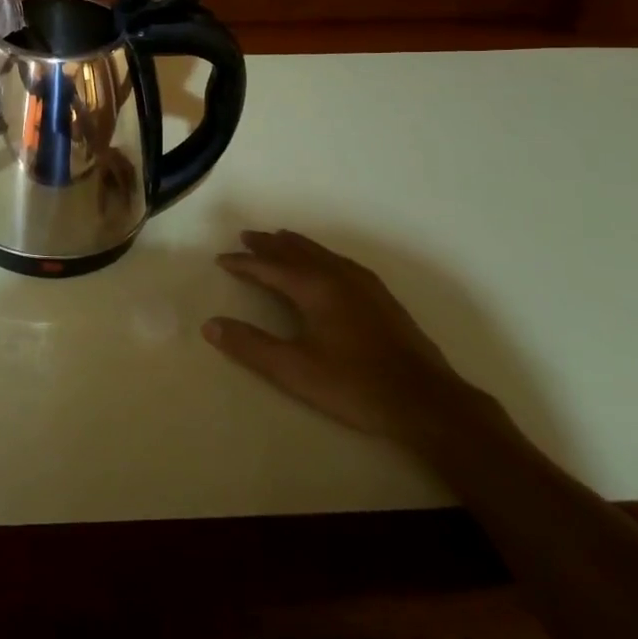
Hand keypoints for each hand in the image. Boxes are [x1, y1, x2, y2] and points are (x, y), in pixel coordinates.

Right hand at [204, 230, 469, 444]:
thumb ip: (251, 346)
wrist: (427, 402)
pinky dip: (321, 255)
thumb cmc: (355, 385)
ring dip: (296, 245)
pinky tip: (327, 264)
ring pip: (321, 254)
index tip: (221, 259)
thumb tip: (210, 325)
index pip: (269, 268)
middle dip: (269, 245)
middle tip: (247, 236)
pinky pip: (341, 262)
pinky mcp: (382, 299)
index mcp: (314, 288)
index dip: (243, 263)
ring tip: (280, 239)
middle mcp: (337, 276)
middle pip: (296, 252)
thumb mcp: (294, 370)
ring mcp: (364, 285)